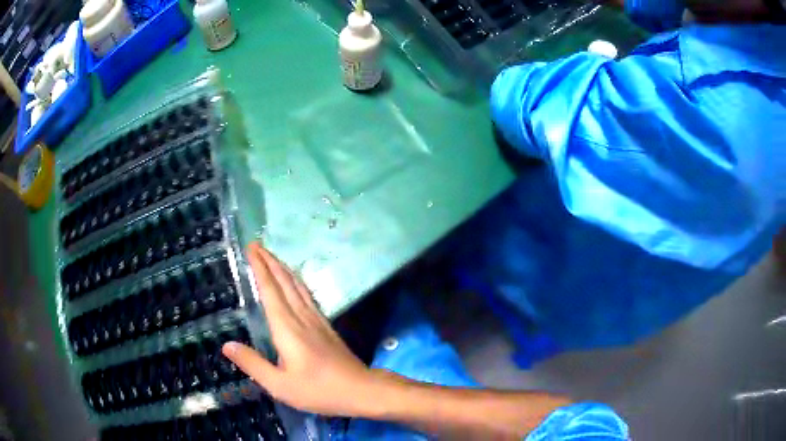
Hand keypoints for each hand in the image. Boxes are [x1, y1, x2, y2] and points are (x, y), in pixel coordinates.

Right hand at [222, 242, 385, 416]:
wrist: (360, 389)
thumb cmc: (318, 390)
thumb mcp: (279, 384)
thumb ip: (252, 364)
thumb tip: (227, 345)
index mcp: (287, 328)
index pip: (270, 290)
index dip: (260, 267)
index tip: (251, 248)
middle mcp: (302, 317)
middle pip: (284, 282)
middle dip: (270, 261)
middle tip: (257, 244)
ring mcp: (317, 320)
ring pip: (297, 286)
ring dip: (283, 268)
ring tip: (272, 257)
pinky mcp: (326, 326)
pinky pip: (307, 296)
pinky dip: (296, 282)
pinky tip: (296, 284)